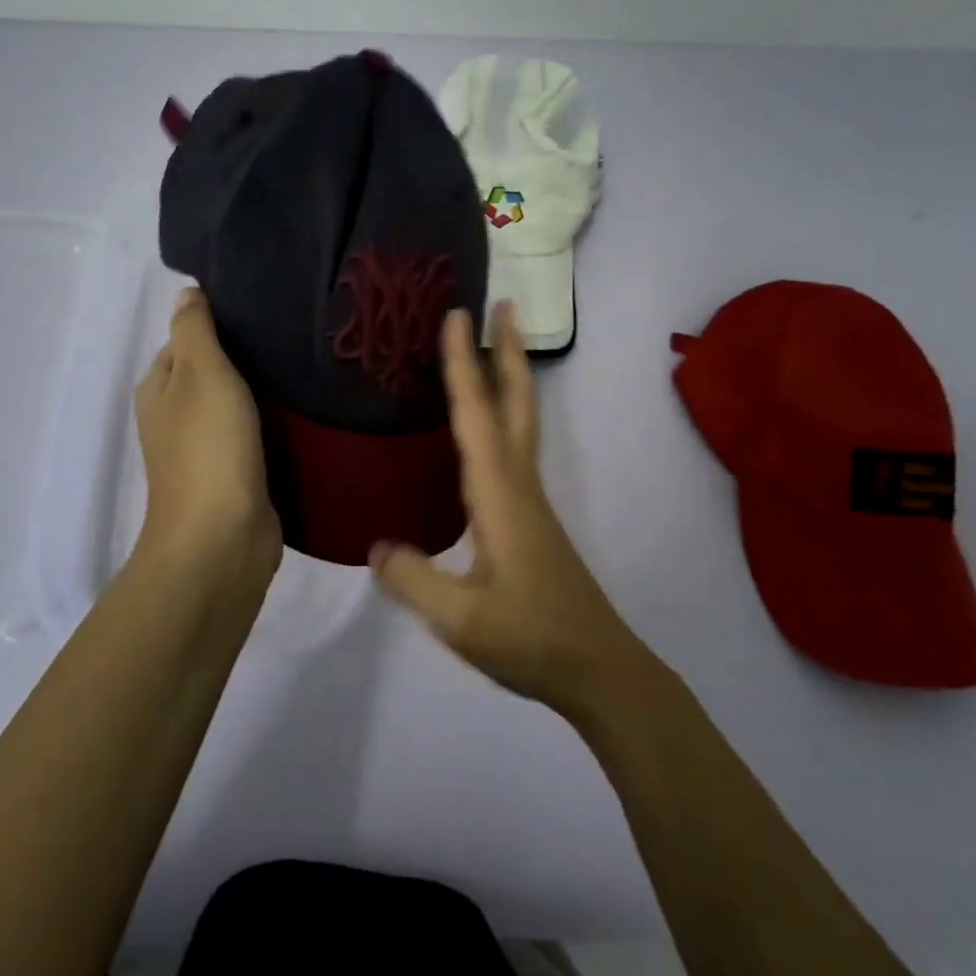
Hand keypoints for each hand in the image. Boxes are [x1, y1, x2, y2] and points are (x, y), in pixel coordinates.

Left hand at [134, 288, 281, 581]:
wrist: (222, 539)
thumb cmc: (208, 447)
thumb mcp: (200, 372)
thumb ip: (194, 329)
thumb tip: (189, 292)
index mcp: (159, 389)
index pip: (186, 339)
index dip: (219, 323)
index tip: (264, 309)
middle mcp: (176, 417)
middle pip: (213, 372)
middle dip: (246, 356)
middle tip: (293, 334)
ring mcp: (205, 450)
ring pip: (237, 404)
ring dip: (264, 390)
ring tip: (305, 364)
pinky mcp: (235, 475)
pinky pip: (255, 435)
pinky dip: (273, 422)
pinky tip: (304, 409)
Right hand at [370, 303, 645, 715]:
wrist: (599, 669)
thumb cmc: (531, 639)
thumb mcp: (460, 619)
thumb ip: (412, 580)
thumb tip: (375, 546)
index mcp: (499, 494)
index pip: (476, 415)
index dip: (462, 364)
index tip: (456, 315)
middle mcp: (518, 484)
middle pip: (515, 403)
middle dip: (508, 351)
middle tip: (504, 305)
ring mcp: (530, 500)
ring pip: (519, 422)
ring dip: (509, 377)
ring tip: (494, 347)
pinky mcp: (531, 517)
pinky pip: (513, 447)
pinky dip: (502, 415)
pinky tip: (484, 430)